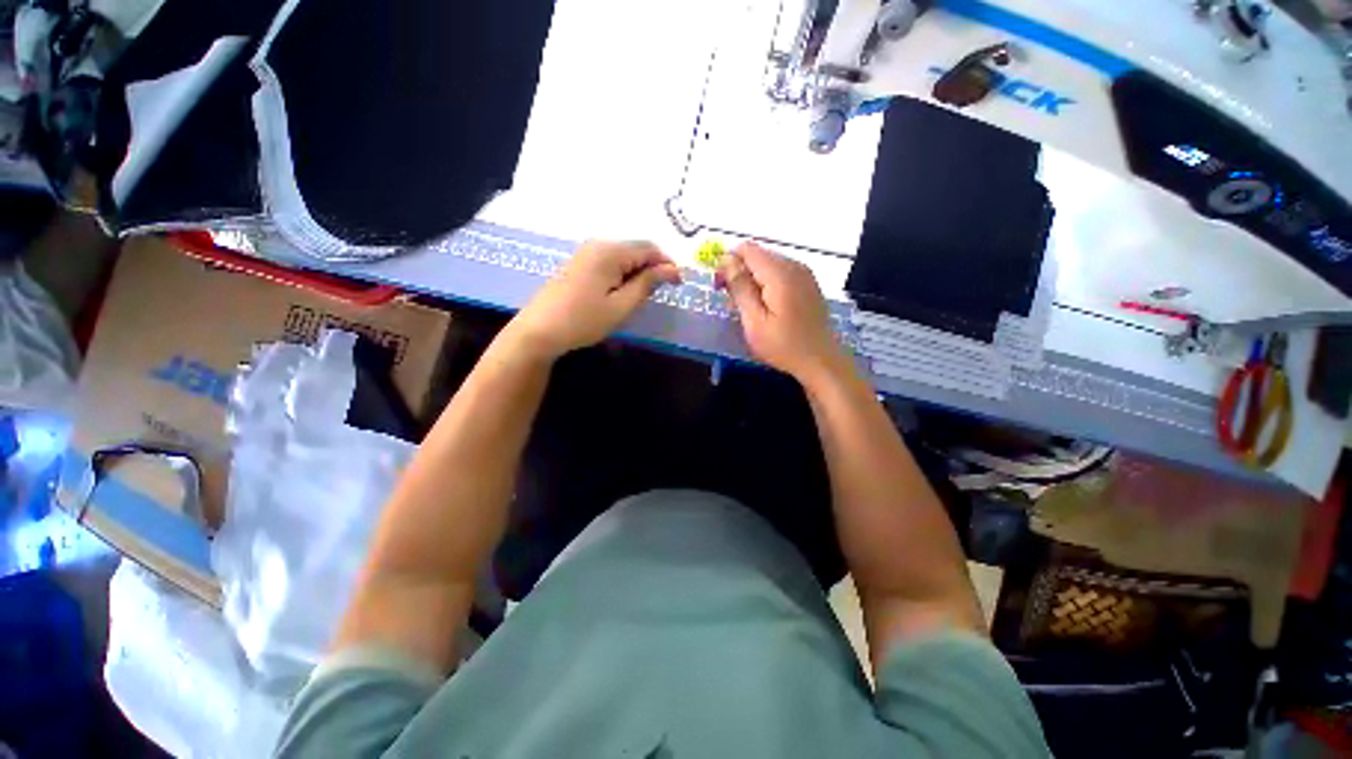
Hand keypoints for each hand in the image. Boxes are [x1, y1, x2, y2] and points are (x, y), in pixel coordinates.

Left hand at [503, 240, 681, 360]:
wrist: (539, 330)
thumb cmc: (583, 320)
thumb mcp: (621, 306)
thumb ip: (647, 284)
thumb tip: (671, 270)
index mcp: (610, 252)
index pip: (649, 248)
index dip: (668, 264)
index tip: (679, 284)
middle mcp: (598, 244)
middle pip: (636, 249)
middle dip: (654, 267)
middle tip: (663, 292)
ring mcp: (585, 252)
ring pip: (623, 256)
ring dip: (638, 271)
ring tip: (643, 295)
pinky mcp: (579, 263)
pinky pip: (610, 261)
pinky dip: (623, 273)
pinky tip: (623, 291)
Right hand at [718, 241, 846, 383]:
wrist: (821, 361)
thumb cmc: (783, 345)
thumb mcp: (754, 321)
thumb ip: (740, 288)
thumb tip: (726, 260)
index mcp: (780, 273)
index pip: (747, 249)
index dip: (728, 263)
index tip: (721, 288)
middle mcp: (794, 265)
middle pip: (757, 255)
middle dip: (739, 273)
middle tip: (733, 304)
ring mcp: (804, 274)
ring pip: (768, 265)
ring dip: (752, 281)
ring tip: (748, 309)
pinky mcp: (808, 284)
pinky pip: (780, 274)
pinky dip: (767, 285)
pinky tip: (766, 308)